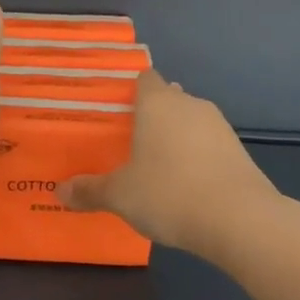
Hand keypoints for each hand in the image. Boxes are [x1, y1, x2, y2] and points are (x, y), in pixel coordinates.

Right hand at [58, 69, 277, 253]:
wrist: (240, 221)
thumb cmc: (169, 193)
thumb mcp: (119, 196)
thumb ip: (89, 190)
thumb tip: (59, 191)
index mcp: (157, 102)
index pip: (143, 78)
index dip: (129, 91)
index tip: (113, 111)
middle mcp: (189, 104)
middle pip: (167, 99)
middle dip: (150, 117)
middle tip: (127, 142)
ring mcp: (219, 127)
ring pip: (189, 122)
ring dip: (175, 138)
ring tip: (155, 166)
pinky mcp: (239, 152)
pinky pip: (208, 146)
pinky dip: (196, 158)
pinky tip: (185, 185)